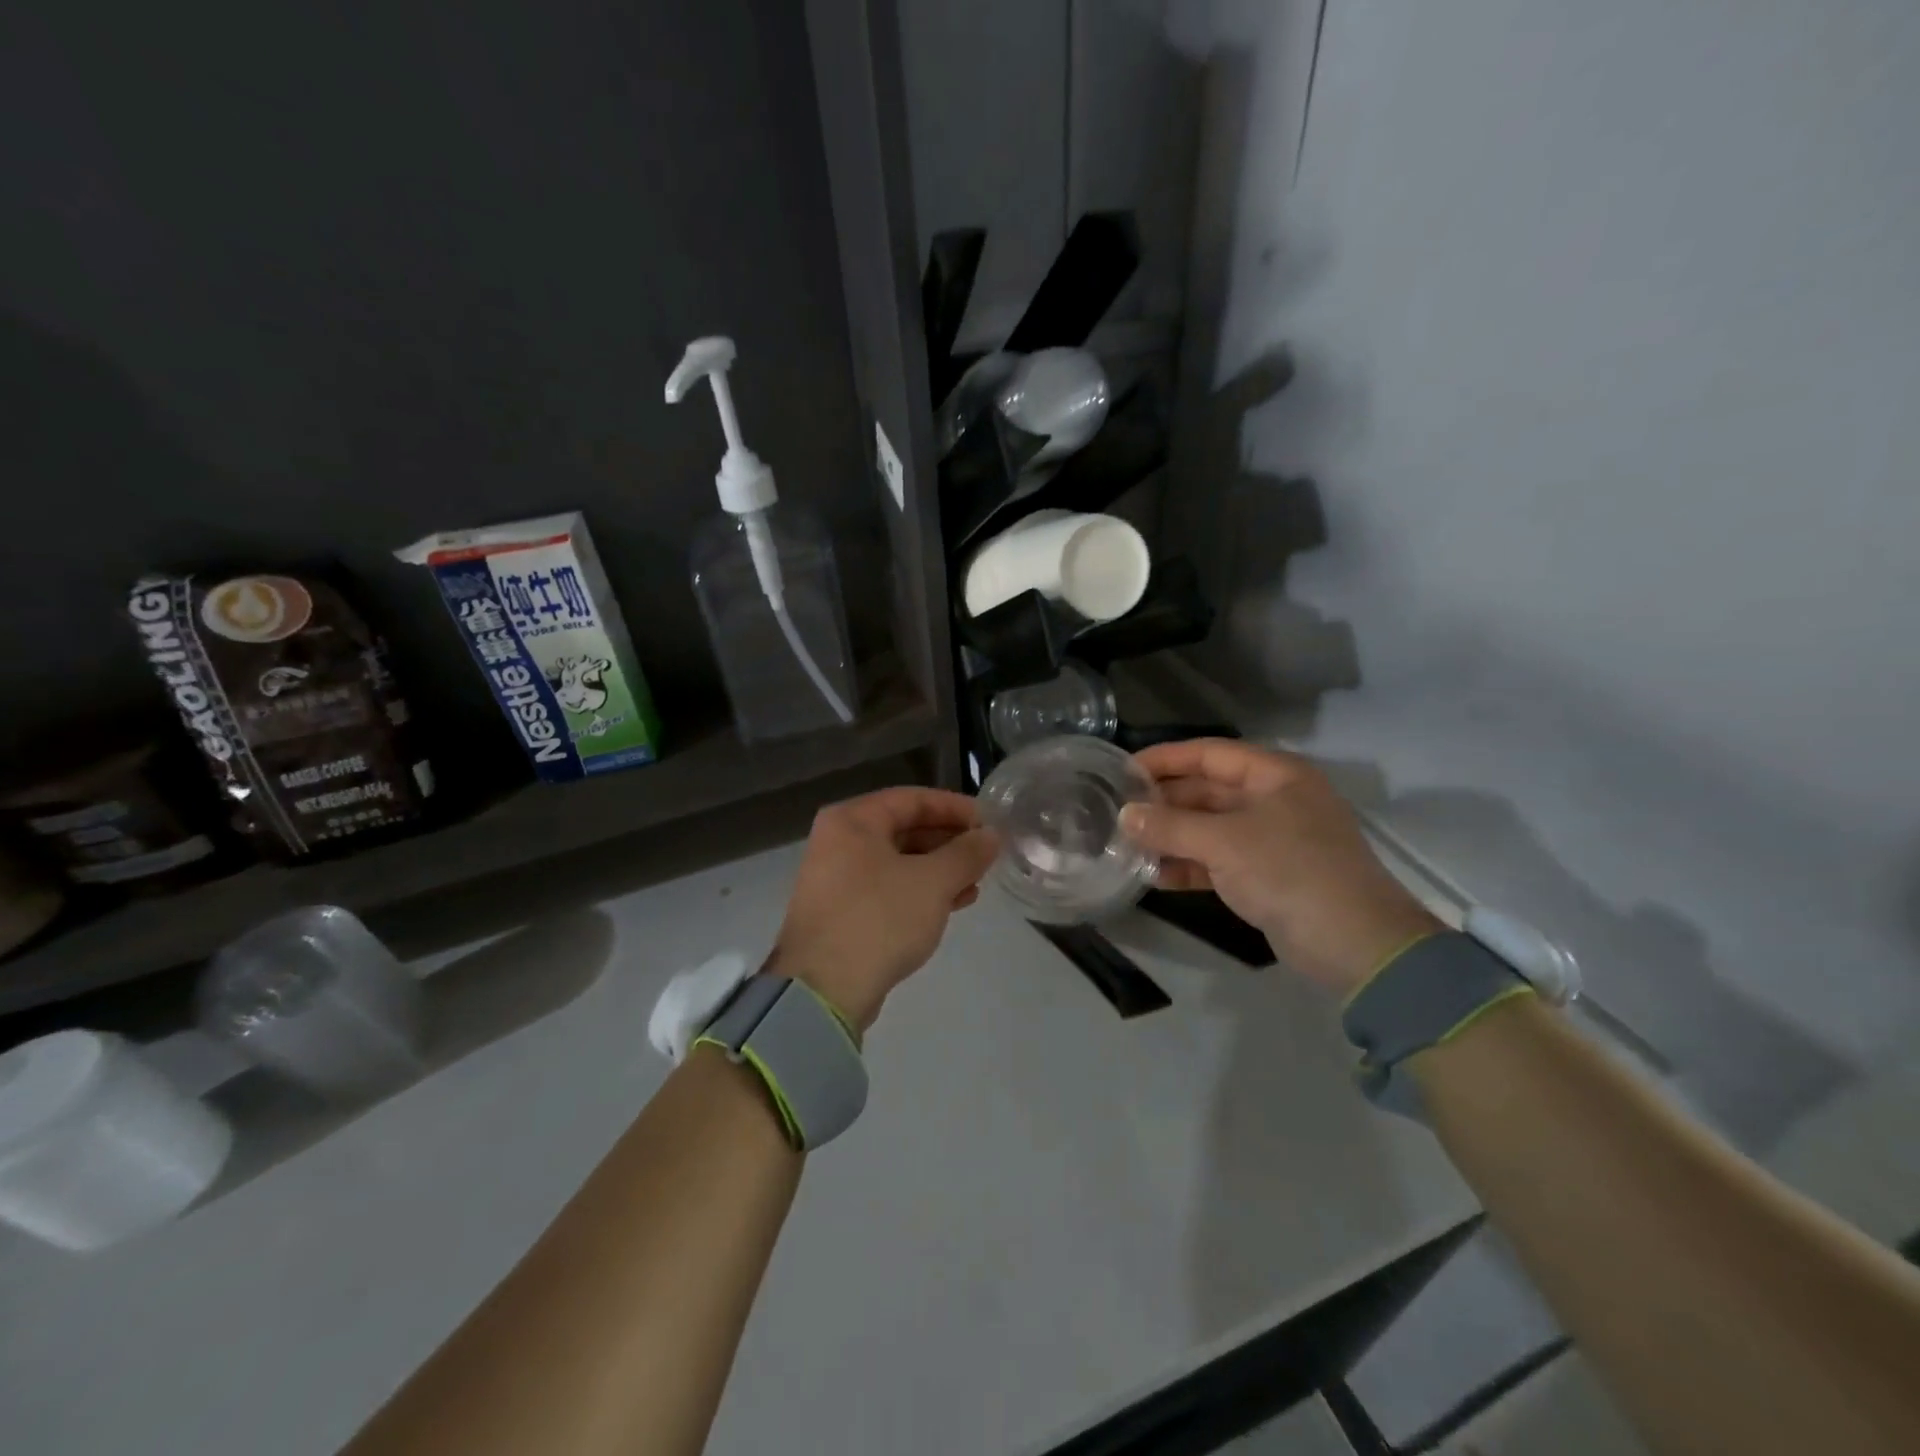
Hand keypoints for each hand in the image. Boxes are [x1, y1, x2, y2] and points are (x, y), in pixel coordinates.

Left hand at [771, 787, 999, 1033]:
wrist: (823, 990)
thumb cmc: (879, 919)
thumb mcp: (933, 882)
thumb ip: (966, 853)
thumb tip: (991, 836)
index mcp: (852, 820)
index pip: (912, 799)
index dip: (955, 807)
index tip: (989, 822)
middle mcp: (839, 841)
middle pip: (904, 828)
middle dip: (949, 841)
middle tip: (986, 854)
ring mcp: (837, 878)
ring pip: (899, 861)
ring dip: (939, 869)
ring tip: (977, 881)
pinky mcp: (842, 912)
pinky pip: (889, 888)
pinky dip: (920, 891)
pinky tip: (954, 903)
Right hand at [1119, 740, 1439, 995]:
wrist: (1355, 945)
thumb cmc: (1290, 872)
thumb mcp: (1225, 842)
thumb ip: (1171, 826)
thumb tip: (1125, 816)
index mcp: (1275, 775)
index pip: (1210, 753)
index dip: (1165, 758)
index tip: (1123, 769)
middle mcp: (1273, 800)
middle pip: (1207, 790)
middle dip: (1164, 802)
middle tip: (1117, 811)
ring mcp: (1270, 840)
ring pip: (1209, 828)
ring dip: (1171, 836)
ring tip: (1127, 844)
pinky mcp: (1266, 876)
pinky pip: (1217, 861)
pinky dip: (1188, 866)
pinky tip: (1153, 876)